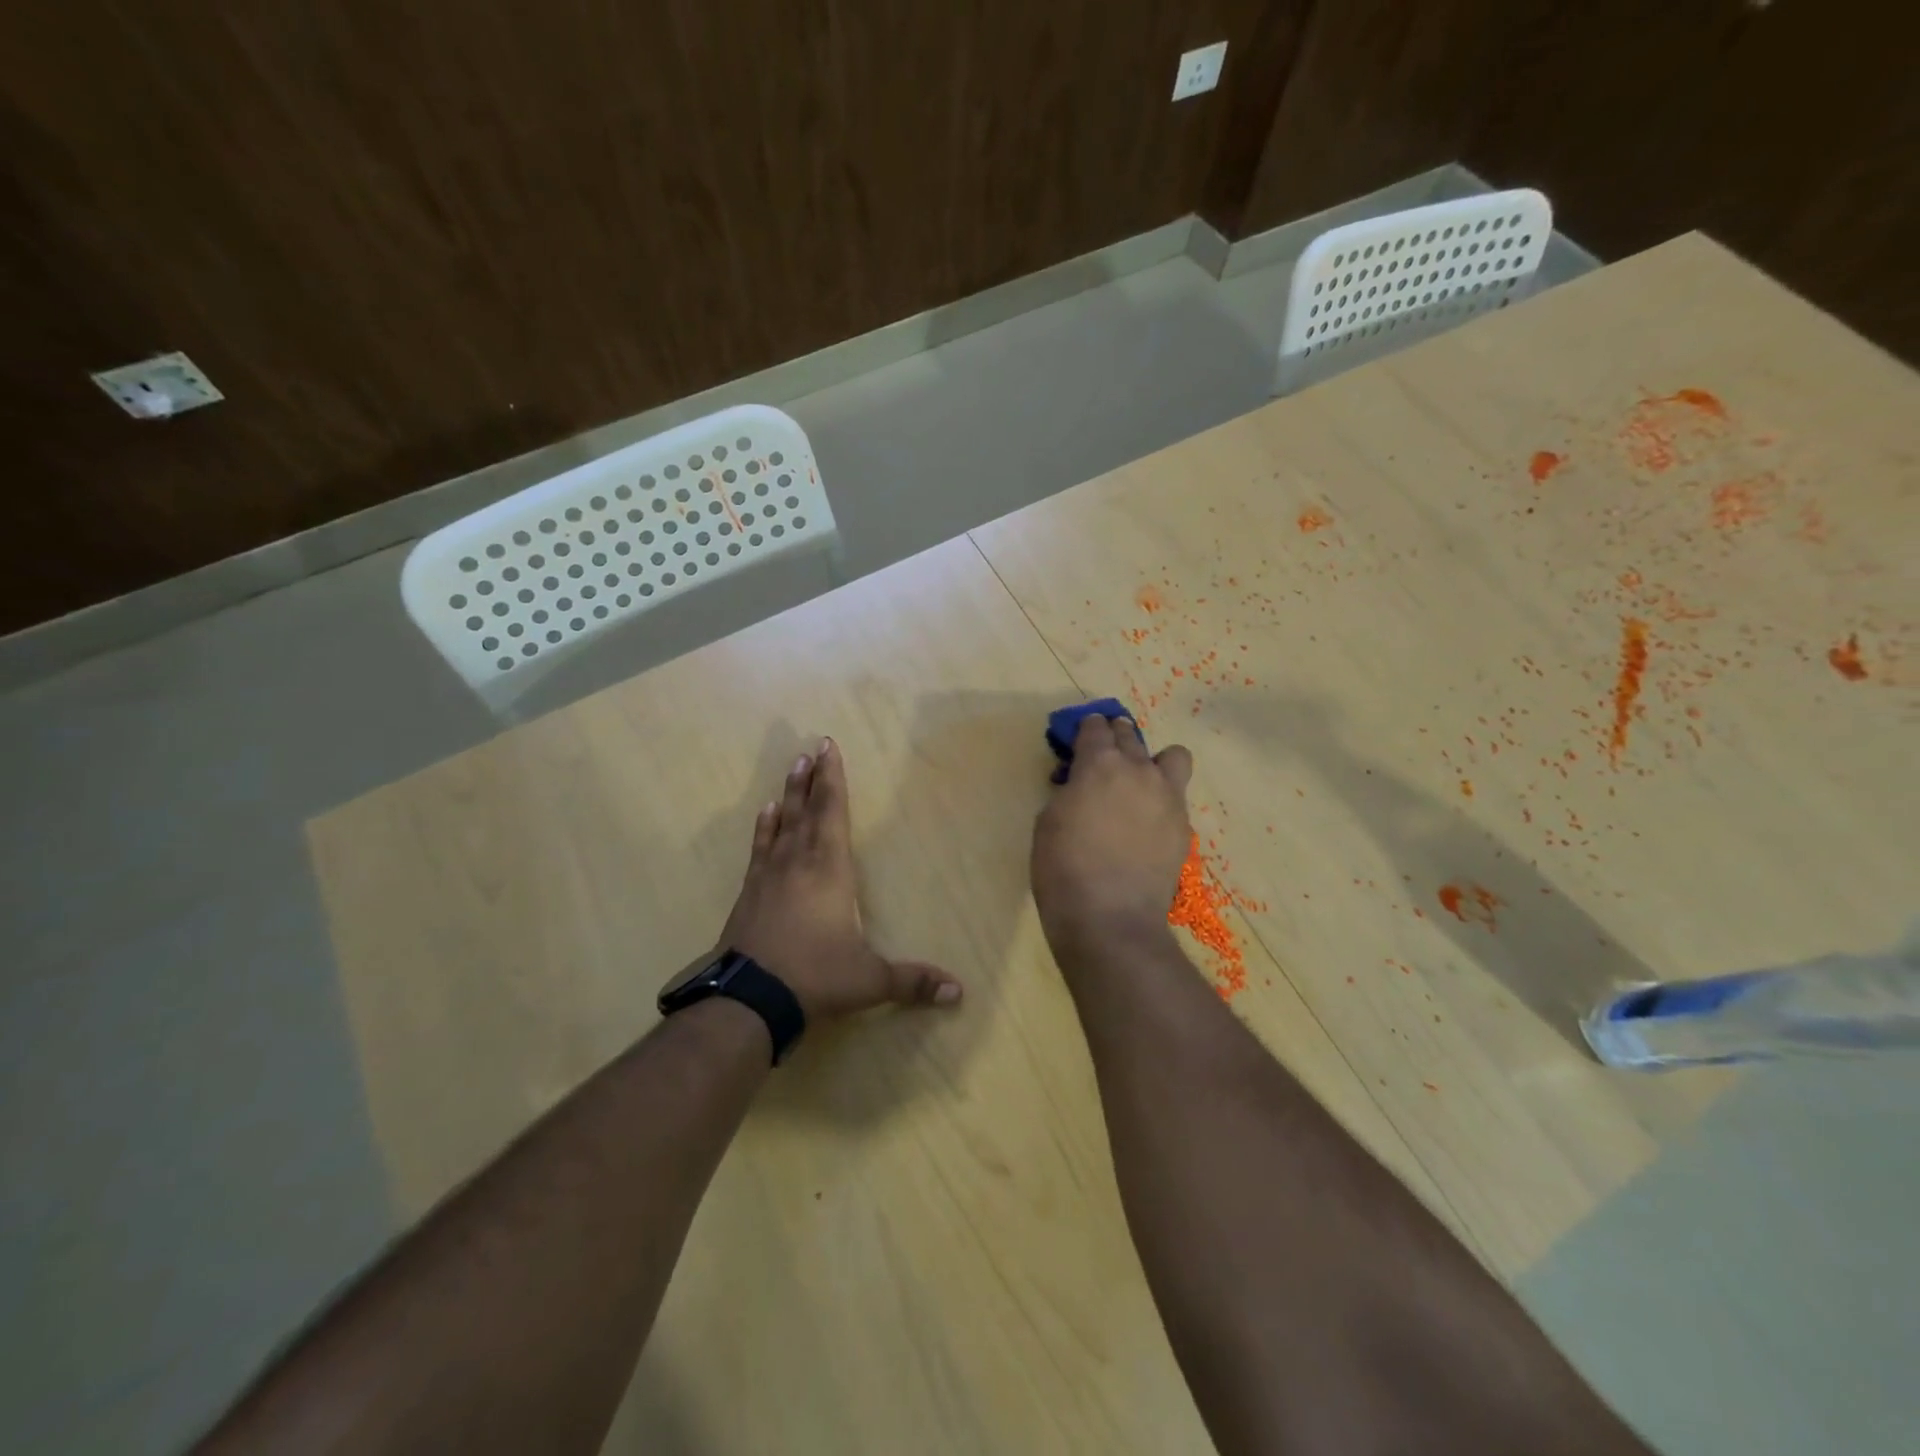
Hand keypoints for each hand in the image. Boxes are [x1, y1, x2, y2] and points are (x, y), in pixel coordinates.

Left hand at [712, 738, 961, 1020]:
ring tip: (793, 766)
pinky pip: (760, 848)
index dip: (833, 779)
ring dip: (789, 794)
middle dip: (813, 777)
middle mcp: (798, 862)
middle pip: (807, 810)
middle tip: (812, 747)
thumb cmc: (815, 978)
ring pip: (782, 823)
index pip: (833, 813)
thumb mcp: (869, 981)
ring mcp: (769, 875)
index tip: (829, 747)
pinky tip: (764, 813)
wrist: (748, 1000)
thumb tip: (959, 992)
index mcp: (830, 870)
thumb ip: (913, 981)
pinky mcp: (750, 893)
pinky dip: (764, 828)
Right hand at [1031, 714, 1193, 960]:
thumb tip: (1081, 786)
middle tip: (1104, 753)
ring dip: (1153, 760)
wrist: (1109, 917)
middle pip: (1129, 735)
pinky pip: (1176, 796)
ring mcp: (1167, 797)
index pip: (1095, 728)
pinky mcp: (1183, 826)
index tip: (1080, 737)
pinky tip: (1146, 821)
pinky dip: (1161, 798)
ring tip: (1139, 781)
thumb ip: (1069, 791)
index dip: (1085, 729)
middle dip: (1115, 736)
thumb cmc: (1063, 868)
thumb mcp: (1048, 821)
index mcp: (1099, 764)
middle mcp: (1138, 770)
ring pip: (1172, 755)